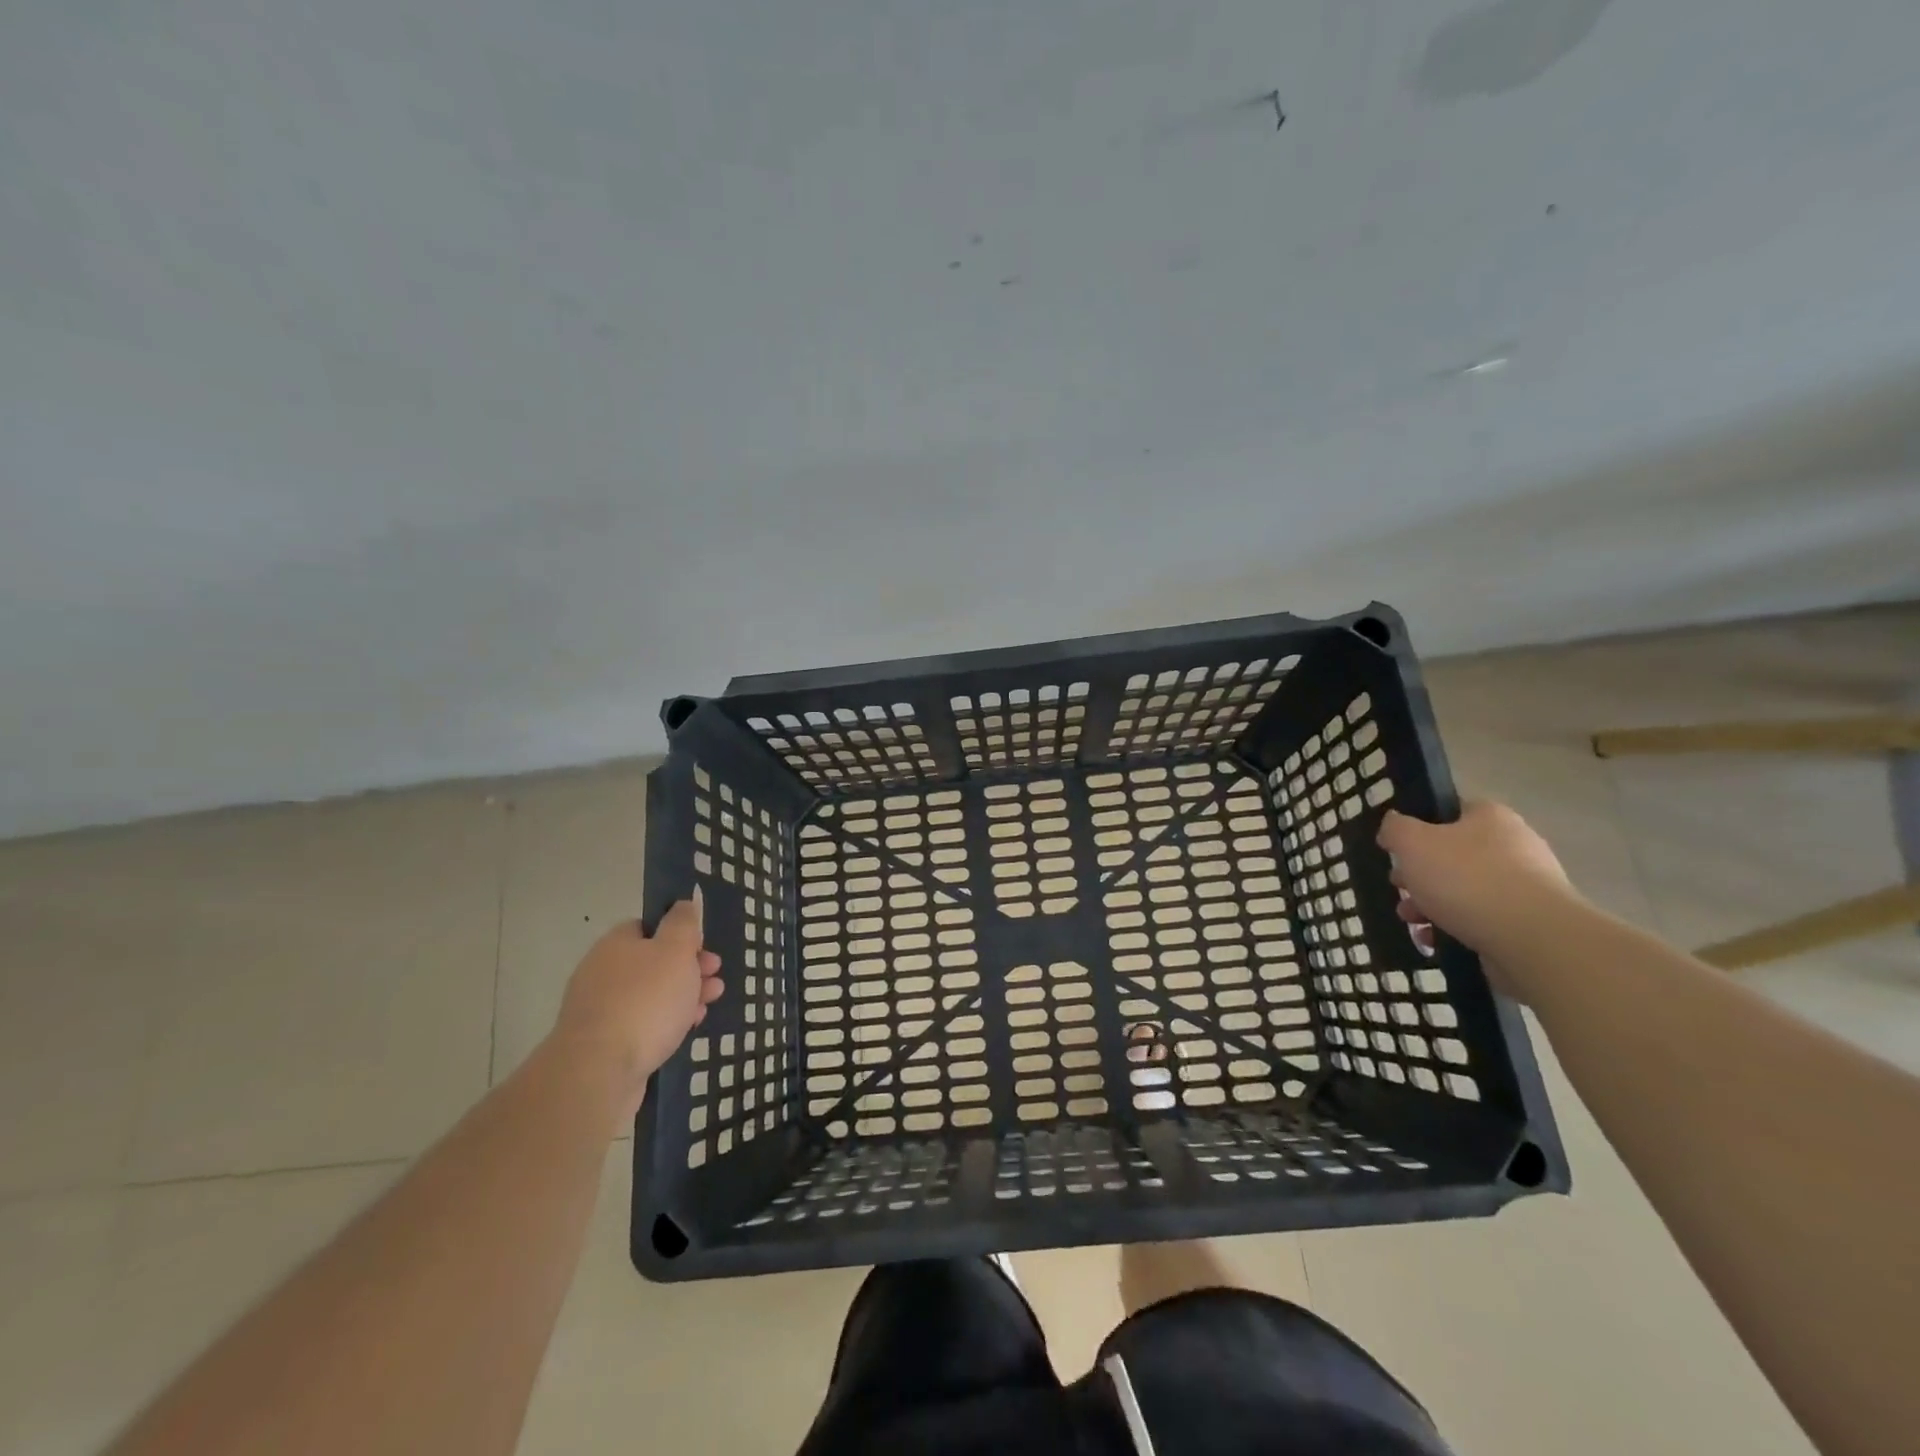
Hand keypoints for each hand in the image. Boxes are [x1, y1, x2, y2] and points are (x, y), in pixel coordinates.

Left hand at [551, 890, 722, 1110]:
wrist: (598, 1071)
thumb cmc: (645, 1001)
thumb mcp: (675, 950)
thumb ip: (683, 923)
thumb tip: (683, 904)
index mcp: (616, 944)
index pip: (649, 926)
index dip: (680, 934)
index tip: (703, 947)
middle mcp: (603, 972)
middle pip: (653, 962)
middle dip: (688, 968)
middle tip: (715, 976)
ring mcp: (600, 1009)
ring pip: (651, 994)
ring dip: (683, 995)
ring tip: (710, 1003)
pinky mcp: (604, 1043)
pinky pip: (642, 1023)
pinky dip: (666, 1022)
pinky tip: (687, 1029)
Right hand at [1376, 802, 1576, 993]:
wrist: (1533, 939)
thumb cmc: (1466, 879)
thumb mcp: (1412, 843)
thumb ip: (1395, 829)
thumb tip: (1394, 825)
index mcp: (1491, 818)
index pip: (1451, 812)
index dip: (1419, 829)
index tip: (1399, 852)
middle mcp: (1515, 847)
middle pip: (1453, 856)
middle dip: (1421, 876)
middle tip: (1400, 890)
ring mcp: (1527, 887)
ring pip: (1465, 891)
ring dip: (1432, 905)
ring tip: (1414, 923)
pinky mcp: (1531, 924)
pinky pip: (1483, 921)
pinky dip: (1455, 929)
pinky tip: (1436, 941)